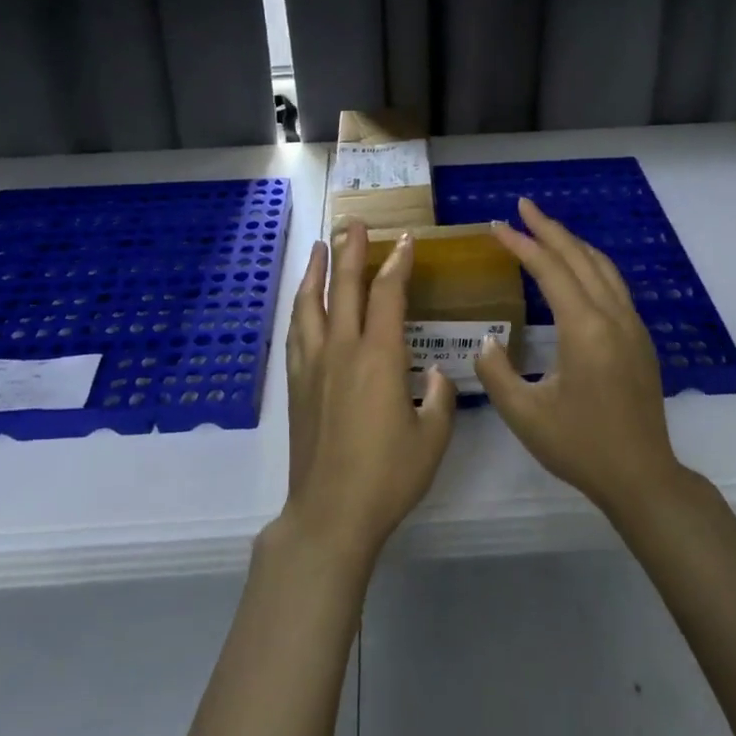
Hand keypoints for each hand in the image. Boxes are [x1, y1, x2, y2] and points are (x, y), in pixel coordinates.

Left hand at [280, 219, 456, 566]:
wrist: (331, 512)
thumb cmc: (388, 476)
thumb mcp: (433, 437)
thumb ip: (438, 397)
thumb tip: (434, 373)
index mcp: (378, 357)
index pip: (387, 295)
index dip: (397, 263)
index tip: (404, 240)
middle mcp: (342, 350)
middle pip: (345, 287)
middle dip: (351, 251)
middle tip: (354, 223)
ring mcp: (313, 365)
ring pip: (311, 304)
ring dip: (317, 271)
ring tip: (320, 246)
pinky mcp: (297, 384)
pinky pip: (296, 332)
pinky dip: (300, 307)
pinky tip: (303, 302)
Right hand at [474, 197, 682, 519]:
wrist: (642, 476)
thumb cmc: (580, 446)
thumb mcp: (524, 415)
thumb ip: (496, 372)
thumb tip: (487, 340)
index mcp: (585, 329)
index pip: (550, 270)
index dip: (521, 243)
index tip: (496, 224)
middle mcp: (613, 317)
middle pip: (579, 257)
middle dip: (549, 228)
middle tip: (522, 206)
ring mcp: (632, 326)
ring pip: (602, 267)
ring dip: (573, 242)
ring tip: (546, 228)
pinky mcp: (640, 339)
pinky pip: (614, 284)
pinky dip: (589, 263)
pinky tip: (576, 269)